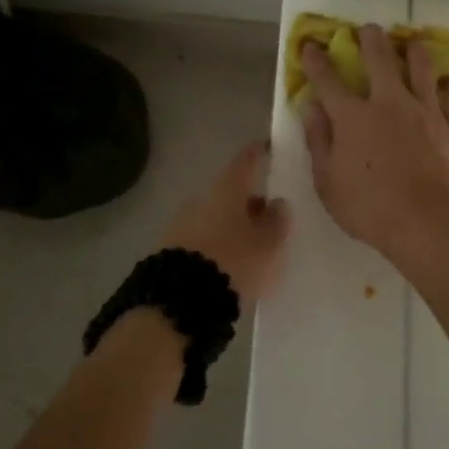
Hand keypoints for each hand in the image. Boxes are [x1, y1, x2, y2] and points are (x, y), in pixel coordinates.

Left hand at [160, 141, 290, 303]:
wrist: (180, 300)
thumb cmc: (234, 260)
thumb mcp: (268, 244)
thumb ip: (277, 221)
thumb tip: (277, 203)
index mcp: (227, 189)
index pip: (246, 161)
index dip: (259, 153)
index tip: (269, 148)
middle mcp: (201, 198)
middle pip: (230, 192)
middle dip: (249, 201)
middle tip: (269, 215)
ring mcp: (182, 223)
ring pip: (215, 216)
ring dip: (233, 225)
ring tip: (252, 246)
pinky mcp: (171, 249)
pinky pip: (202, 238)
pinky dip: (218, 244)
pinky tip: (229, 263)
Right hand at [299, 24, 448, 258]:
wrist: (426, 220)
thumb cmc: (368, 207)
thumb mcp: (327, 181)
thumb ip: (319, 141)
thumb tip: (312, 108)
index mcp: (352, 117)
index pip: (328, 80)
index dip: (316, 61)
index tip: (310, 46)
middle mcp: (388, 102)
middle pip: (378, 58)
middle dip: (370, 38)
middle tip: (368, 29)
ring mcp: (423, 110)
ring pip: (421, 67)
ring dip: (414, 51)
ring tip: (412, 43)